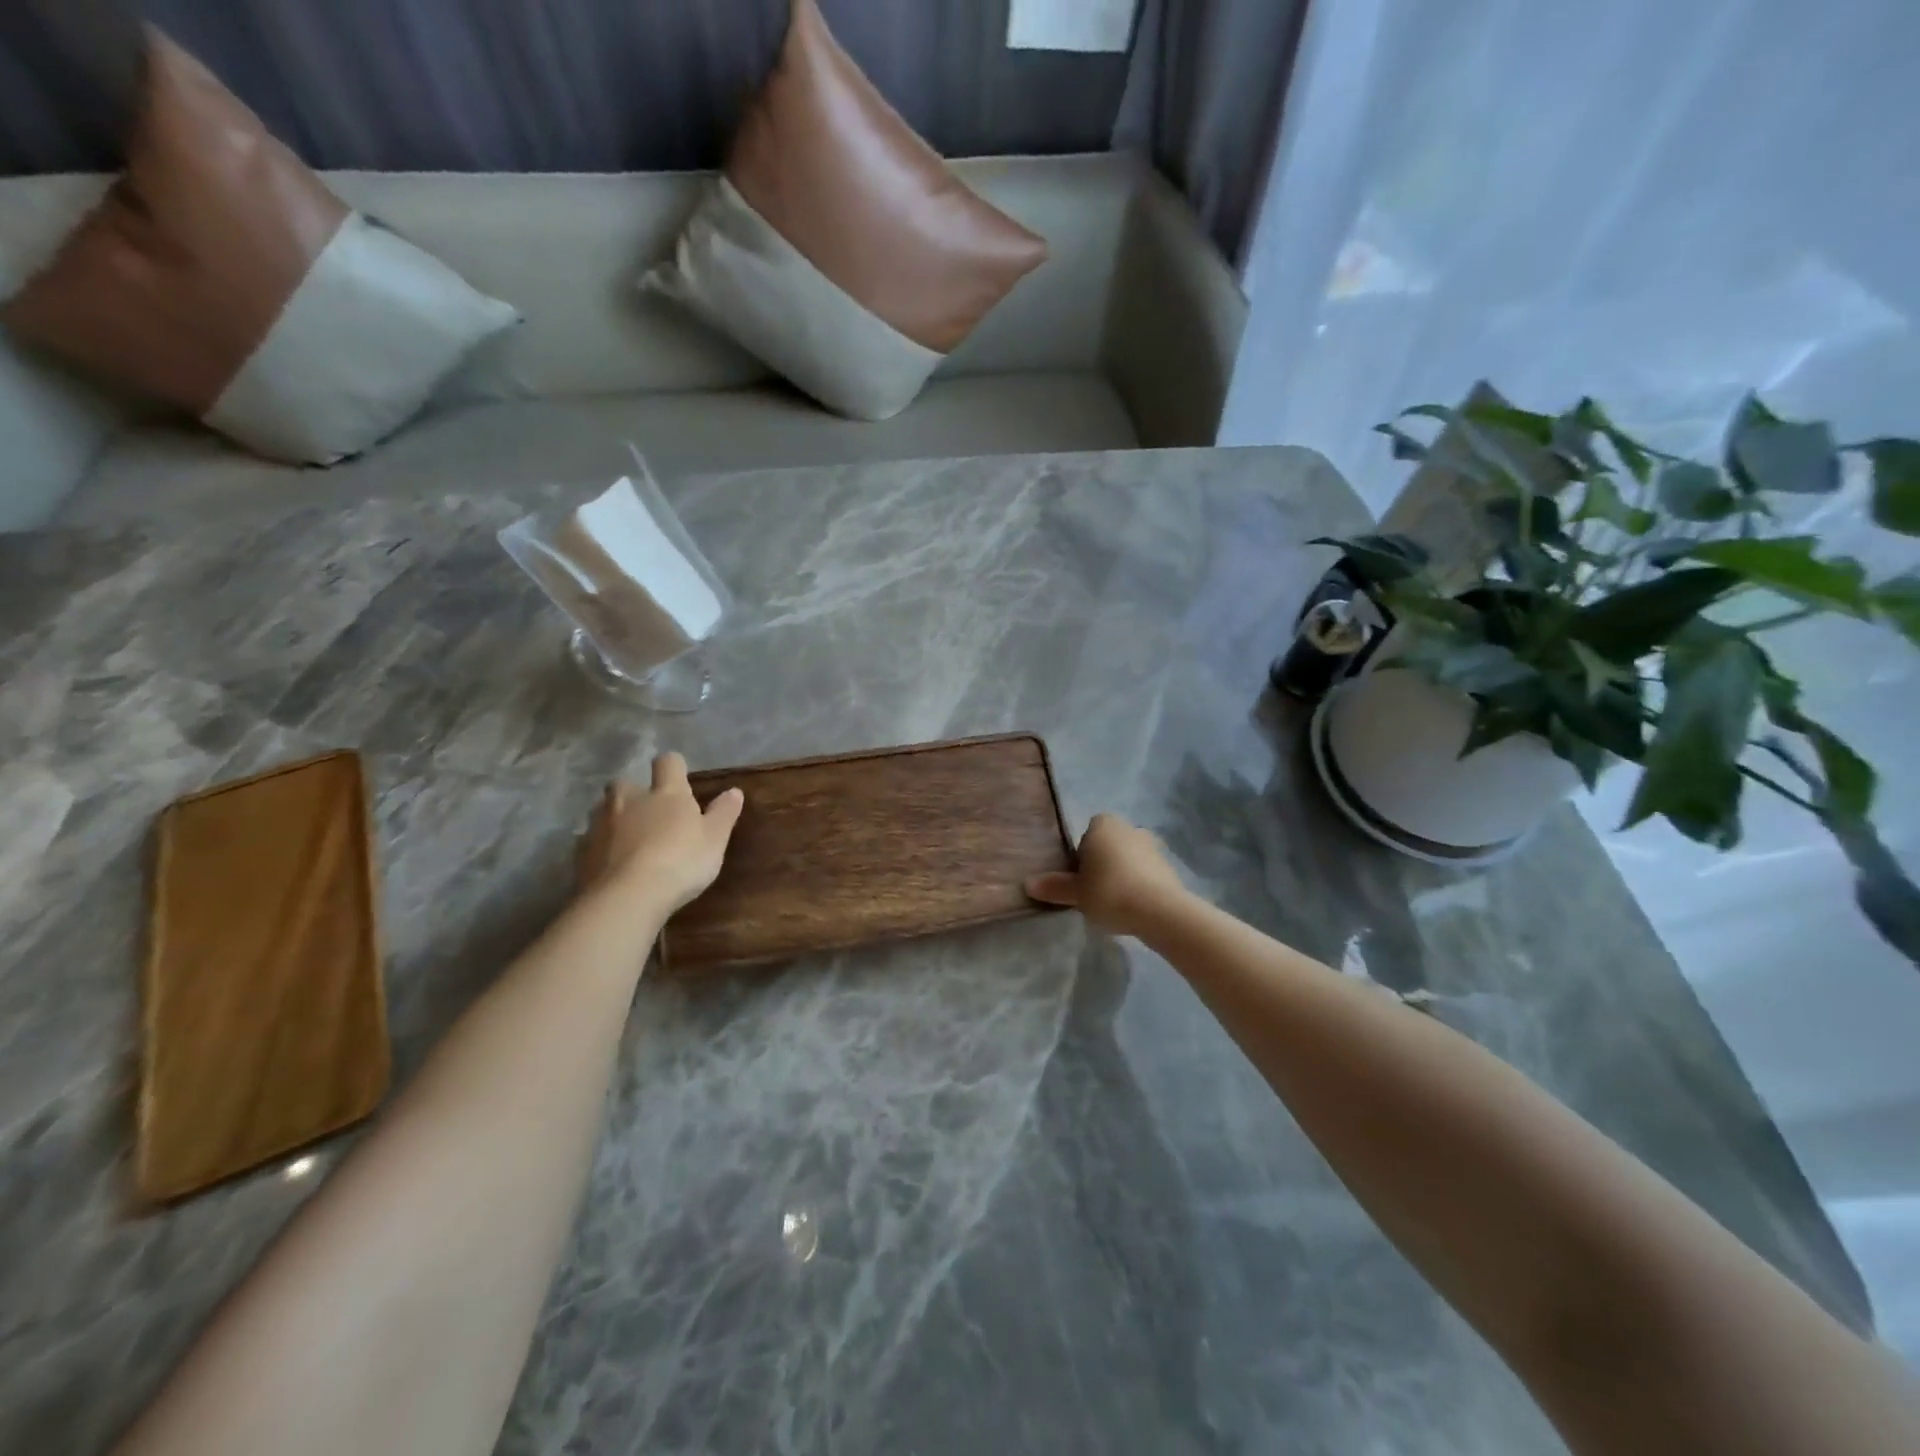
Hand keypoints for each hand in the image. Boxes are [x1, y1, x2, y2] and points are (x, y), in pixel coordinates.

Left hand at [577, 753, 744, 913]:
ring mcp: (601, 825)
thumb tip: (734, 791)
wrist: (627, 897)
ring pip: (603, 811)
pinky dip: (600, 848)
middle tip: (648, 813)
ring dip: (614, 819)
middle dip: (633, 793)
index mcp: (666, 794)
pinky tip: (610, 866)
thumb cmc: (680, 862)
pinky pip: (589, 842)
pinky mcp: (581, 852)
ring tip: (627, 841)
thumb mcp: (715, 840)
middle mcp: (629, 801)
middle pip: (624, 783)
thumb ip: (723, 813)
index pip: (668, 763)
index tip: (679, 778)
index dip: (673, 767)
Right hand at [1026, 813, 1187, 938]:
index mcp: (1103, 824)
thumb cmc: (1110, 892)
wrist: (1160, 911)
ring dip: (1122, 875)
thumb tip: (1028, 884)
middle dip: (1102, 865)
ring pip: (1128, 859)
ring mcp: (1152, 845)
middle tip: (1094, 893)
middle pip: (1108, 846)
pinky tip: (1134, 907)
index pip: (1085, 836)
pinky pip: (1145, 873)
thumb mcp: (1076, 893)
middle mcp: (1128, 827)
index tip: (1080, 881)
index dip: (1080, 858)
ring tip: (1115, 903)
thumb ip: (1054, 887)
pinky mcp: (1169, 866)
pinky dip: (1139, 885)